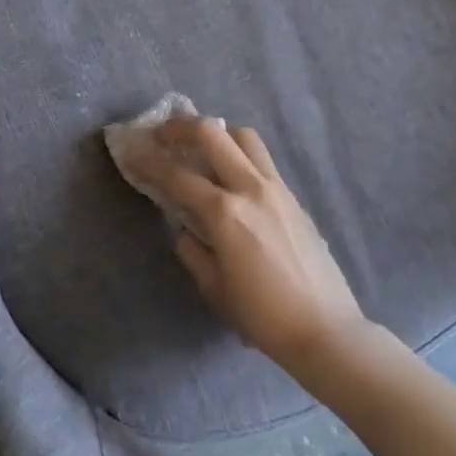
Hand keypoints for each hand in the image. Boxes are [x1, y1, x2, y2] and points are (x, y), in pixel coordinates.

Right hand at [129, 116, 363, 368]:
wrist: (325, 329)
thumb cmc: (262, 315)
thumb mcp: (213, 287)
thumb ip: (192, 250)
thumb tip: (185, 228)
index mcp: (225, 213)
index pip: (176, 175)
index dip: (147, 161)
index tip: (130, 151)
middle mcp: (250, 188)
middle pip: (212, 133)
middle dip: (180, 126)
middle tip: (162, 135)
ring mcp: (277, 188)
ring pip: (244, 137)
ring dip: (217, 133)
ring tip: (201, 148)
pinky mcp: (294, 197)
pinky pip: (262, 160)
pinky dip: (240, 154)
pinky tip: (231, 177)